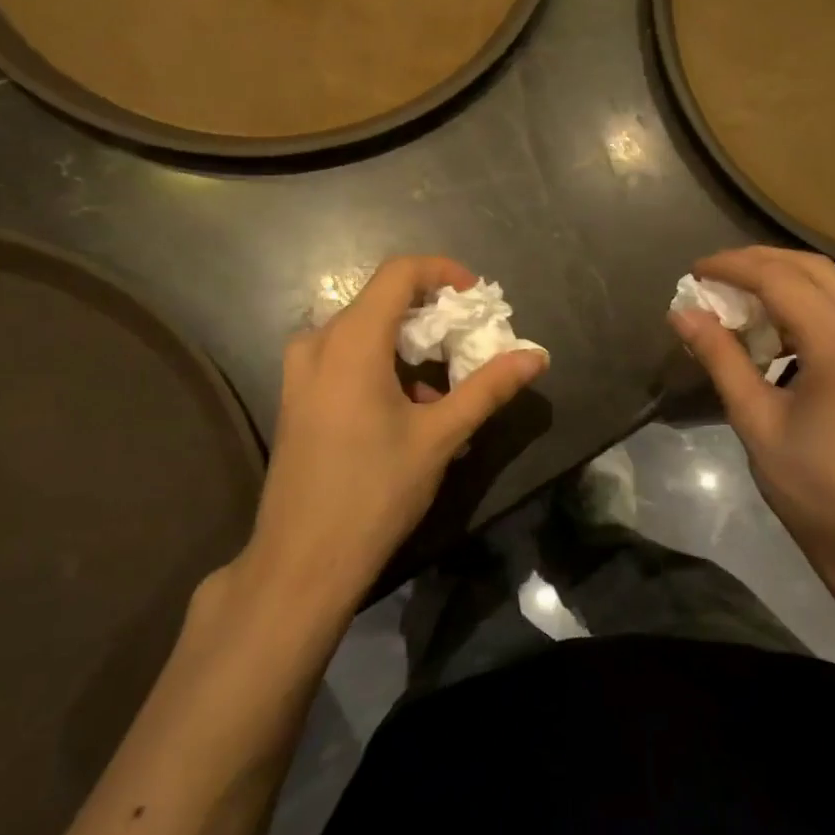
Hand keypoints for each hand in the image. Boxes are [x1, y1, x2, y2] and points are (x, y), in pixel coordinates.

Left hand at [247, 256, 547, 602]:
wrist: (302, 561)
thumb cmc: (375, 491)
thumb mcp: (440, 436)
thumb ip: (488, 388)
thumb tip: (537, 356)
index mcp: (351, 341)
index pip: (399, 273)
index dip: (442, 272)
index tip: (476, 299)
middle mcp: (318, 344)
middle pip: (381, 301)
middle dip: (431, 315)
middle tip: (469, 344)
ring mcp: (300, 373)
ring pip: (363, 333)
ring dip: (408, 345)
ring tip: (443, 387)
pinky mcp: (297, 399)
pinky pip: (344, 359)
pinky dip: (382, 366)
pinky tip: (407, 411)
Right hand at [668, 247, 834, 589]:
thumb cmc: (816, 490)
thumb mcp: (757, 423)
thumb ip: (721, 358)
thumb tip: (681, 313)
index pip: (780, 279)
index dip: (732, 267)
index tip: (694, 273)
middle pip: (811, 268)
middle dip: (757, 262)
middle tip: (712, 277)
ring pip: (833, 282)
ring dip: (783, 278)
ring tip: (738, 296)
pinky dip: (808, 301)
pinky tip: (778, 324)